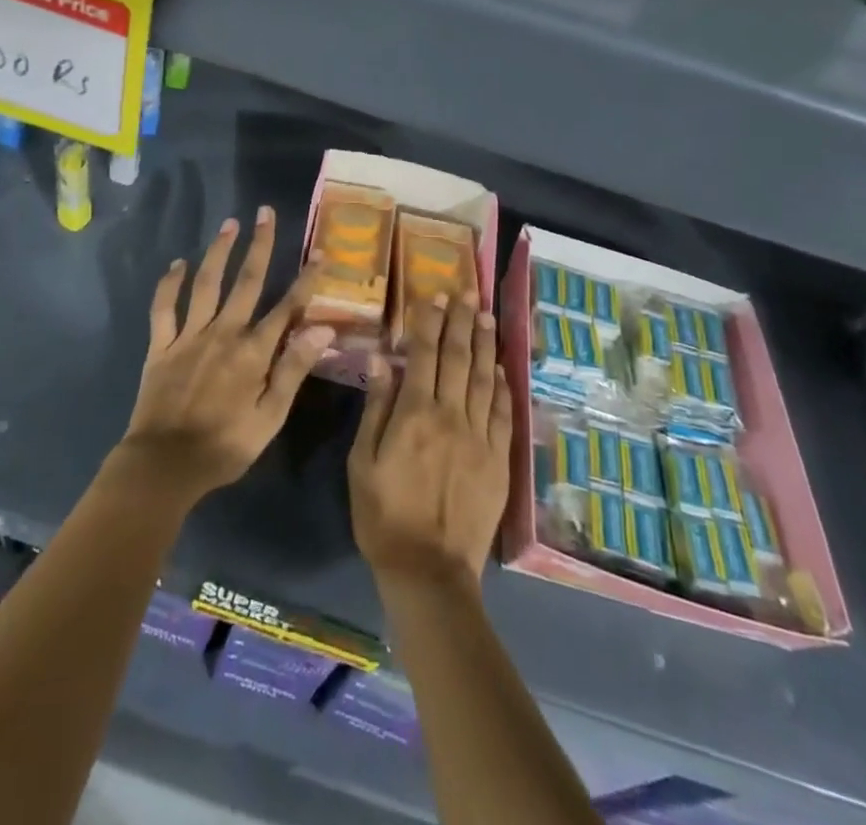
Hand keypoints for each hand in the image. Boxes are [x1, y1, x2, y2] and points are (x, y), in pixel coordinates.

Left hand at [118, 207, 332, 502]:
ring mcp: (189, 336)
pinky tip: (177, 264)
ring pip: (206, 283)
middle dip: (260, 245)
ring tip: (229, 224)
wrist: (164, 465)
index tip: (321, 252)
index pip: (287, 307)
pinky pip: (163, 308)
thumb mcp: (270, 417)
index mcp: (253, 352)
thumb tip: (323, 330)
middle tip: (265, 213)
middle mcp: (223, 333)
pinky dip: (169, 284)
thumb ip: (293, 370)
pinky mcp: (160, 345)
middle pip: (246, 281)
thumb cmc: (225, 446)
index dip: (306, 279)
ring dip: (218, 251)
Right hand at [349, 289, 511, 590]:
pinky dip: (502, 387)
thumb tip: (383, 359)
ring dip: (485, 344)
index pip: (424, 355)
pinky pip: (503, 414)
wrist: (429, 571)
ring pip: (484, 379)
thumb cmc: (383, 515)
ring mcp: (479, 438)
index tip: (435, 296)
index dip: (430, 323)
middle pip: (458, 358)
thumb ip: (376, 407)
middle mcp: (451, 416)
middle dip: (462, 322)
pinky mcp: (498, 460)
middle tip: (467, 293)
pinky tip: (500, 368)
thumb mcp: (362, 462)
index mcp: (414, 414)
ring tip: (487, 316)